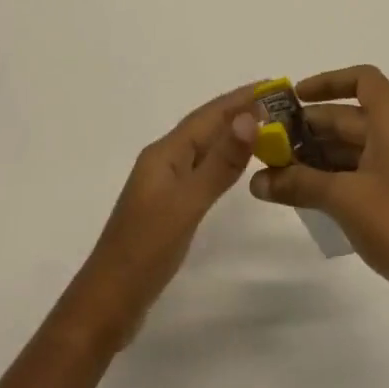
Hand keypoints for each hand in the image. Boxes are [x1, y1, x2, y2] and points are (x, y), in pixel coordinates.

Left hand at [57, 86, 259, 353]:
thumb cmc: (146, 250)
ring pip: (204, 148)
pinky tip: (235, 166)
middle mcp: (163, 161)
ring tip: (266, 127)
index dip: (240, 98)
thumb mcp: (188, 203)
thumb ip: (220, 162)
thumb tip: (250, 116)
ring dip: (233, 134)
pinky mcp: (168, 207)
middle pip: (206, 127)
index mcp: (164, 153)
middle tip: (279, 103)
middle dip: (239, 111)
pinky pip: (201, 170)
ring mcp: (164, 184)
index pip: (208, 115)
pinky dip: (223, 160)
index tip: (274, 84)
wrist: (108, 303)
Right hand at [248, 66, 388, 309]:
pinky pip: (369, 166)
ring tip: (284, 168)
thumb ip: (298, 183)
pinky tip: (312, 190)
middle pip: (354, 115)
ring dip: (323, 152)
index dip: (328, 81)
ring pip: (359, 144)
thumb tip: (256, 181)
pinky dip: (340, 171)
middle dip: (313, 126)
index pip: (364, 79)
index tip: (296, 98)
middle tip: (274, 141)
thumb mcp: (343, 200)